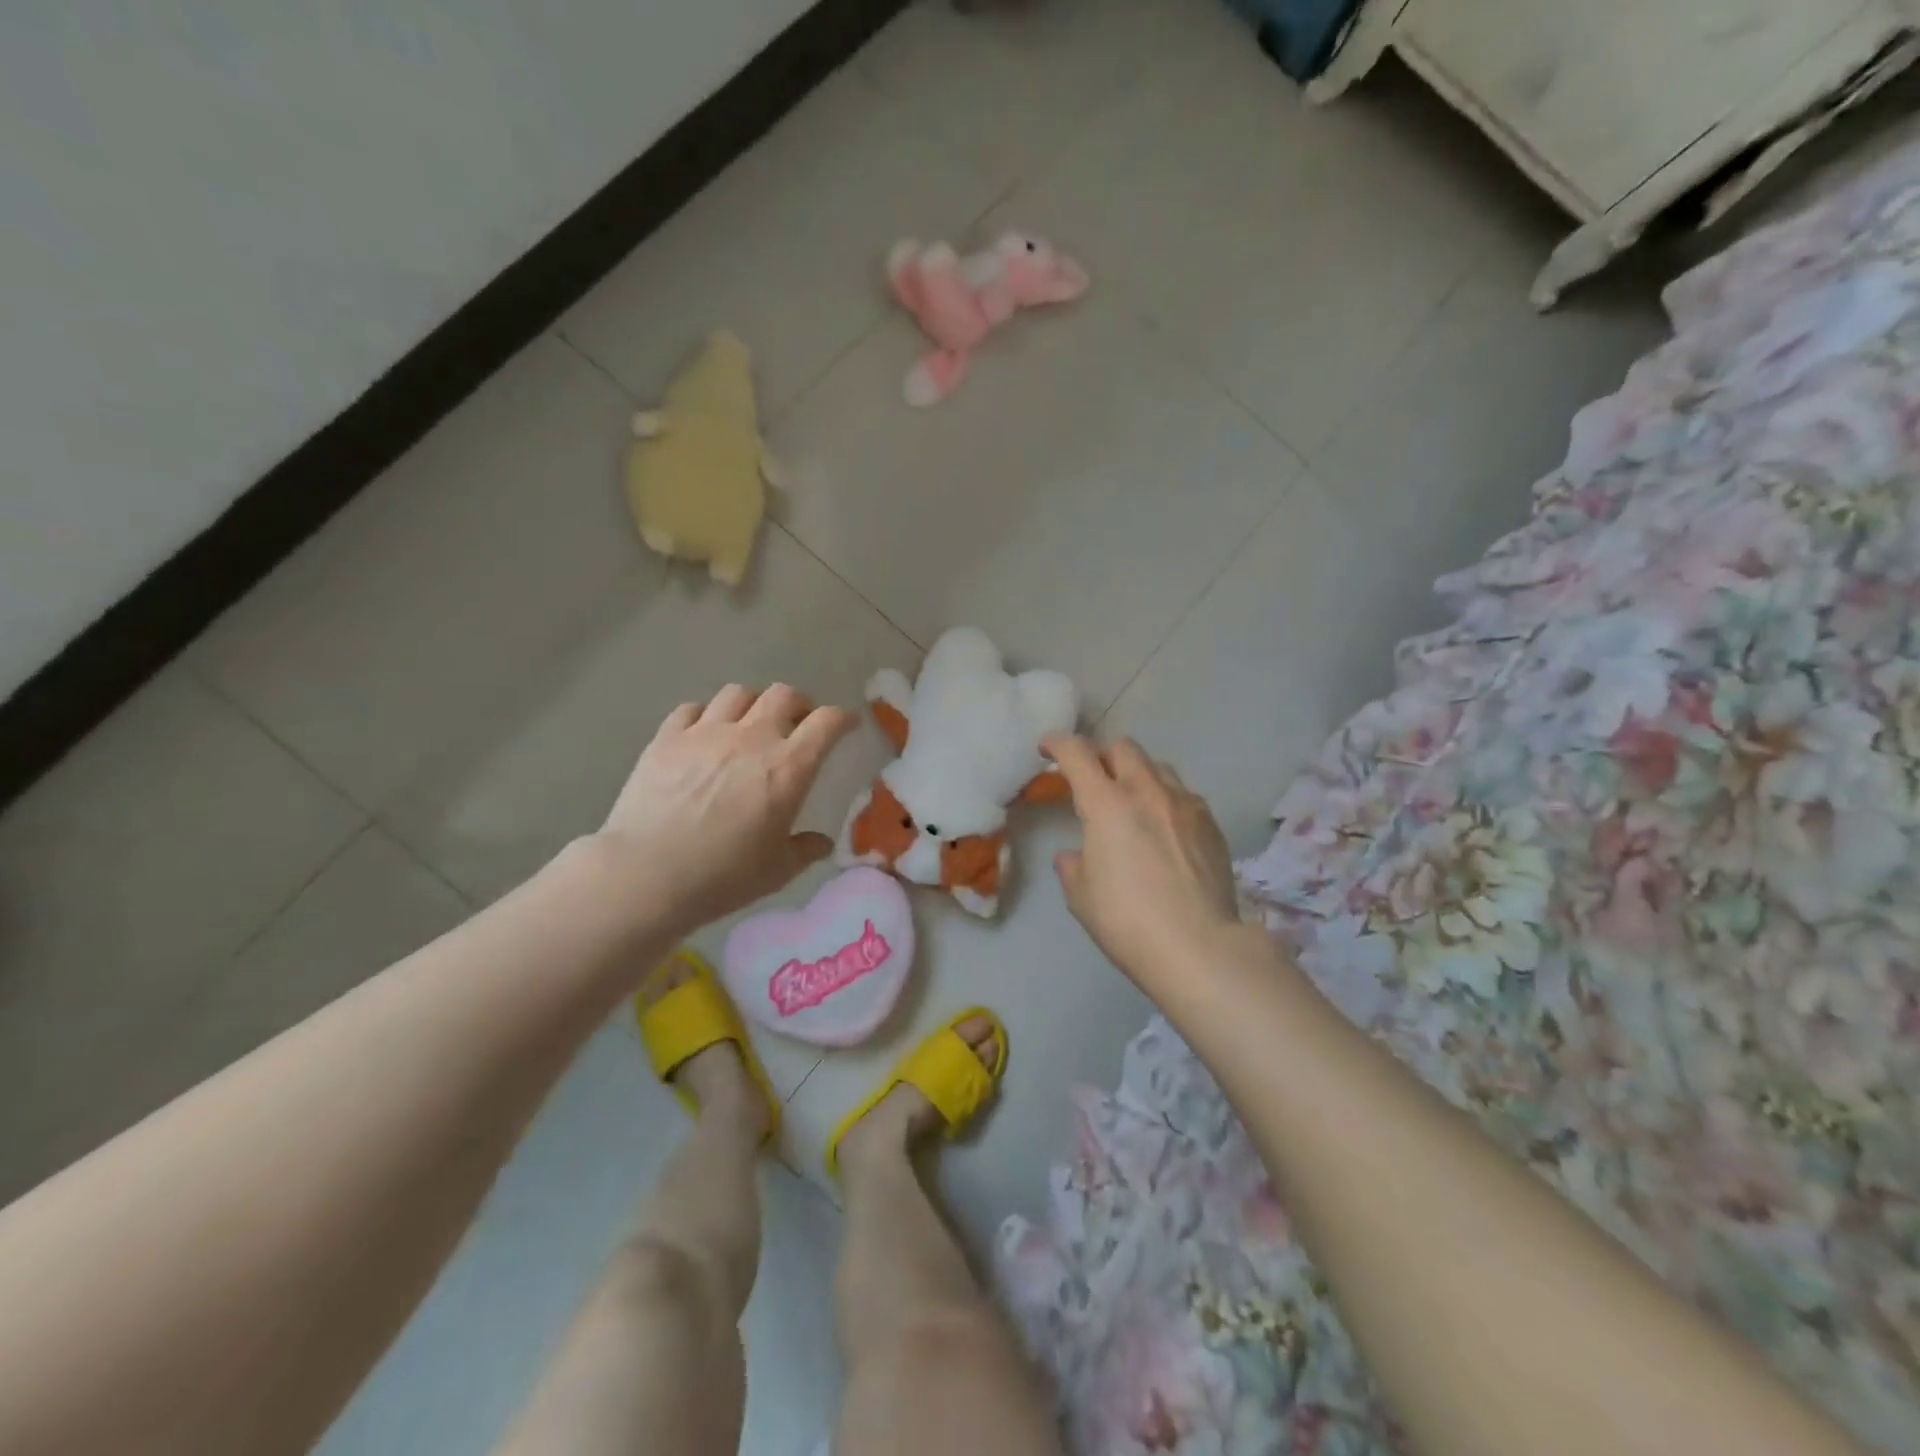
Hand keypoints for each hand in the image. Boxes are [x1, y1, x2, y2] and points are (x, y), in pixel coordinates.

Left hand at [594, 685, 855, 937]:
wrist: (647, 875)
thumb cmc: (722, 876)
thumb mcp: (777, 871)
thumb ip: (805, 850)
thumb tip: (821, 842)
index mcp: (789, 767)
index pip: (827, 723)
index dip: (843, 718)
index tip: (848, 724)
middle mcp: (752, 737)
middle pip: (784, 695)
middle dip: (799, 704)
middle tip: (798, 724)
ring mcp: (706, 733)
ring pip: (739, 693)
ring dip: (754, 704)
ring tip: (751, 723)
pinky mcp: (667, 738)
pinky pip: (693, 709)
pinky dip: (707, 716)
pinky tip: (705, 734)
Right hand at [1046, 736, 1241, 988]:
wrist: (1198, 947)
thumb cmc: (1127, 921)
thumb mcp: (1081, 896)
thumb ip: (1072, 866)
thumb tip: (1074, 855)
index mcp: (1106, 804)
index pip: (1077, 753)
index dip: (1057, 743)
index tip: (1047, 748)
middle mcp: (1147, 792)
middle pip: (1123, 748)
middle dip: (1103, 756)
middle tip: (1094, 782)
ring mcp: (1185, 804)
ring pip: (1158, 767)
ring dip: (1138, 775)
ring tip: (1133, 803)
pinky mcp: (1211, 824)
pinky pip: (1184, 795)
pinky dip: (1167, 800)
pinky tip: (1166, 829)